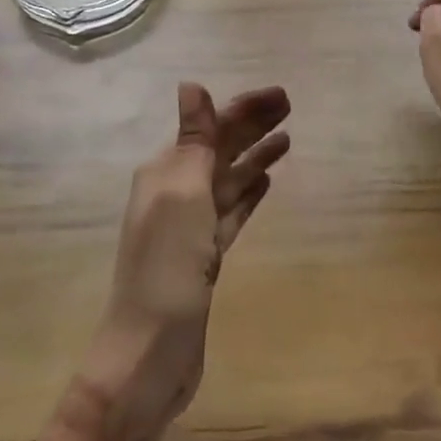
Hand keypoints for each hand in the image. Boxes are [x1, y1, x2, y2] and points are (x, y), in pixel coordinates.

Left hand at [81, 82, 290, 440]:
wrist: (149, 355)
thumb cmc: (167, 268)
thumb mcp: (182, 195)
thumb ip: (193, 141)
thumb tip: (190, 85)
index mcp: (165, 173)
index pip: (211, 128)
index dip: (245, 109)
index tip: (283, 96)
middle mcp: (175, 193)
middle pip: (221, 150)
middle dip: (252, 127)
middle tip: (291, 108)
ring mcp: (190, 227)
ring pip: (228, 179)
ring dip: (254, 157)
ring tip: (287, 140)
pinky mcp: (204, 257)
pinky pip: (230, 212)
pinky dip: (248, 194)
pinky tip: (266, 182)